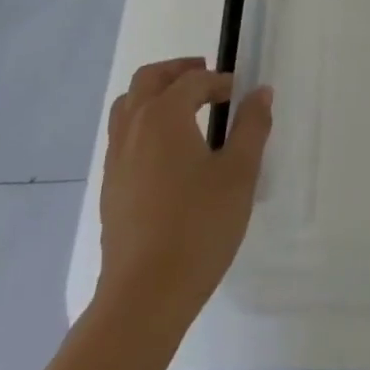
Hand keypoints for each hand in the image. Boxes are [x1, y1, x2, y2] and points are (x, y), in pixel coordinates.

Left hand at [96, 57, 272, 332]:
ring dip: (155, 95)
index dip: (219, 81)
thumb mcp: (239, 173)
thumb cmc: (198, 227)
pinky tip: (167, 153)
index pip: (193, 80)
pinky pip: (123, 136)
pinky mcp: (110, 189)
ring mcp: (116, 159)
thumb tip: (260, 92)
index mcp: (164, 115)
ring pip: (128, 106)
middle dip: (177, 71)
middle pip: (149, 79)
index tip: (240, 93)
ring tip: (183, 108)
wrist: (143, 298)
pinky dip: (144, 125)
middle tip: (205, 76)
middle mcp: (134, 128)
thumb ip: (251, 126)